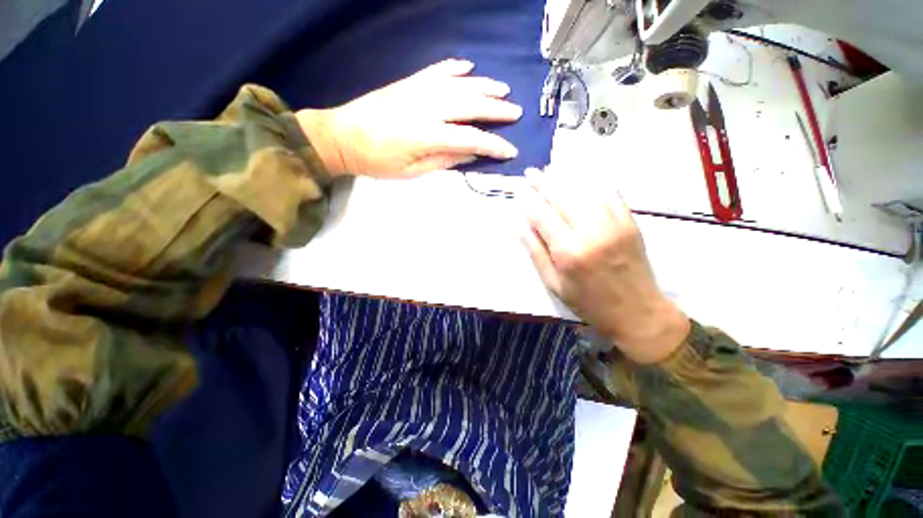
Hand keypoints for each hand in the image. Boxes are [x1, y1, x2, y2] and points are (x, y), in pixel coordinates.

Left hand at [296, 59, 521, 177]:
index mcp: (428, 134)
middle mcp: (427, 107)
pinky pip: (437, 70)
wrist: (342, 137)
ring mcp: (418, 90)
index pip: (471, 138)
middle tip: (516, 113)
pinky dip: (455, 67)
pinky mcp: (409, 83)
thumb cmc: (377, 162)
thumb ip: (444, 161)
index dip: (494, 145)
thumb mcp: (412, 172)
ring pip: (459, 84)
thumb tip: (471, 155)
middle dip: (496, 110)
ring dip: (484, 86)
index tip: (510, 151)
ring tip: (503, 89)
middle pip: (470, 105)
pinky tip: (468, 66)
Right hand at [520, 167, 689, 363]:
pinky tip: (581, 178)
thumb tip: (520, 227)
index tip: (520, 191)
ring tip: (550, 170)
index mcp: (569, 253)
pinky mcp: (630, 222)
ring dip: (565, 179)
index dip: (530, 202)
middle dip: (544, 183)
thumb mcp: (554, 284)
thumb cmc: (589, 303)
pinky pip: (609, 195)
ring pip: (585, 192)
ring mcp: (614, 224)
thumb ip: (536, 253)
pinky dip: (592, 184)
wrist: (638, 312)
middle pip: (563, 198)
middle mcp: (591, 233)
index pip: (543, 217)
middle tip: (531, 172)